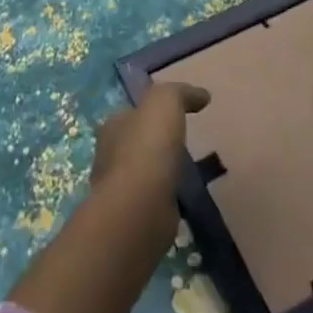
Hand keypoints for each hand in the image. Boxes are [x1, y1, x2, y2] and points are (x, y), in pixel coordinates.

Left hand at [88, 82, 209, 247]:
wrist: (140, 208)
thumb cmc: (148, 147)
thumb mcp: (165, 103)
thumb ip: (181, 93)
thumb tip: (202, 94)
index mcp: (113, 126)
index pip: (131, 113)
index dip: (150, 112)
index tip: (172, 116)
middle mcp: (110, 155)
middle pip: (135, 143)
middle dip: (154, 143)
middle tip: (181, 144)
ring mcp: (120, 190)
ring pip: (142, 174)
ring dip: (160, 172)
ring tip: (185, 173)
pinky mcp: (133, 218)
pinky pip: (152, 201)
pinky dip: (164, 198)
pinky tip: (182, 200)